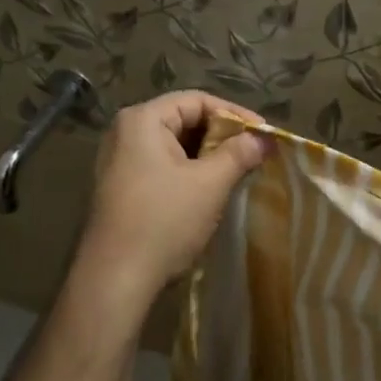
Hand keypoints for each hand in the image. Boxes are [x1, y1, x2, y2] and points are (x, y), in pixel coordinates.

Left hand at [78, 91, 269, 295]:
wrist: (116, 279)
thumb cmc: (164, 221)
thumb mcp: (209, 184)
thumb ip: (239, 153)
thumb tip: (264, 138)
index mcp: (142, 120)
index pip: (197, 100)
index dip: (235, 114)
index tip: (264, 134)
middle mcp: (125, 132)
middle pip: (184, 120)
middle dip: (222, 135)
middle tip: (255, 153)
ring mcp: (120, 161)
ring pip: (175, 146)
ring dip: (208, 156)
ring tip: (239, 170)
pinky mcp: (122, 187)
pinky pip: (163, 166)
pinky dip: (190, 171)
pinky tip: (212, 189)